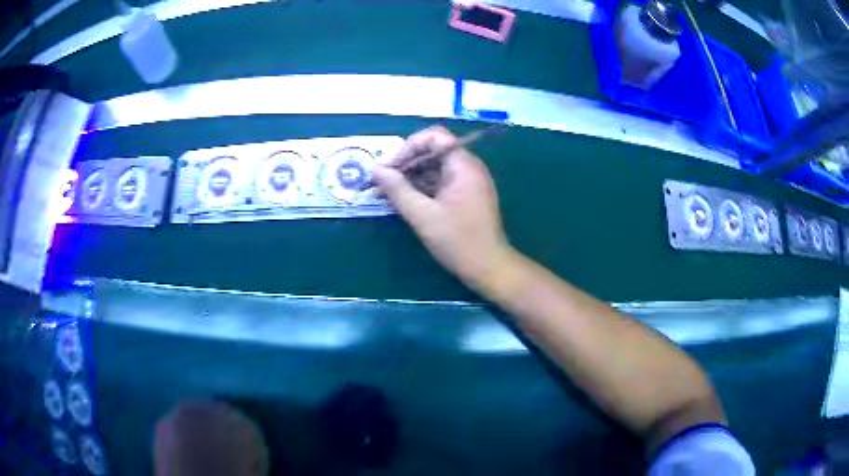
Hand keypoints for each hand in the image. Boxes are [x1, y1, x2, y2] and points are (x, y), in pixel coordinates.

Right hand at [372, 126, 511, 288]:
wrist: (489, 267)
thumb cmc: (458, 240)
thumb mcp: (422, 215)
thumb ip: (398, 190)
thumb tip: (376, 170)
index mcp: (463, 165)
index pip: (434, 137)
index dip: (409, 147)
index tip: (390, 168)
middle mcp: (468, 167)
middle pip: (433, 152)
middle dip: (406, 163)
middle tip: (382, 182)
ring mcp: (469, 182)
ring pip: (435, 168)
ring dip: (411, 177)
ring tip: (386, 193)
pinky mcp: (466, 196)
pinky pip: (441, 182)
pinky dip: (422, 188)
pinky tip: (403, 201)